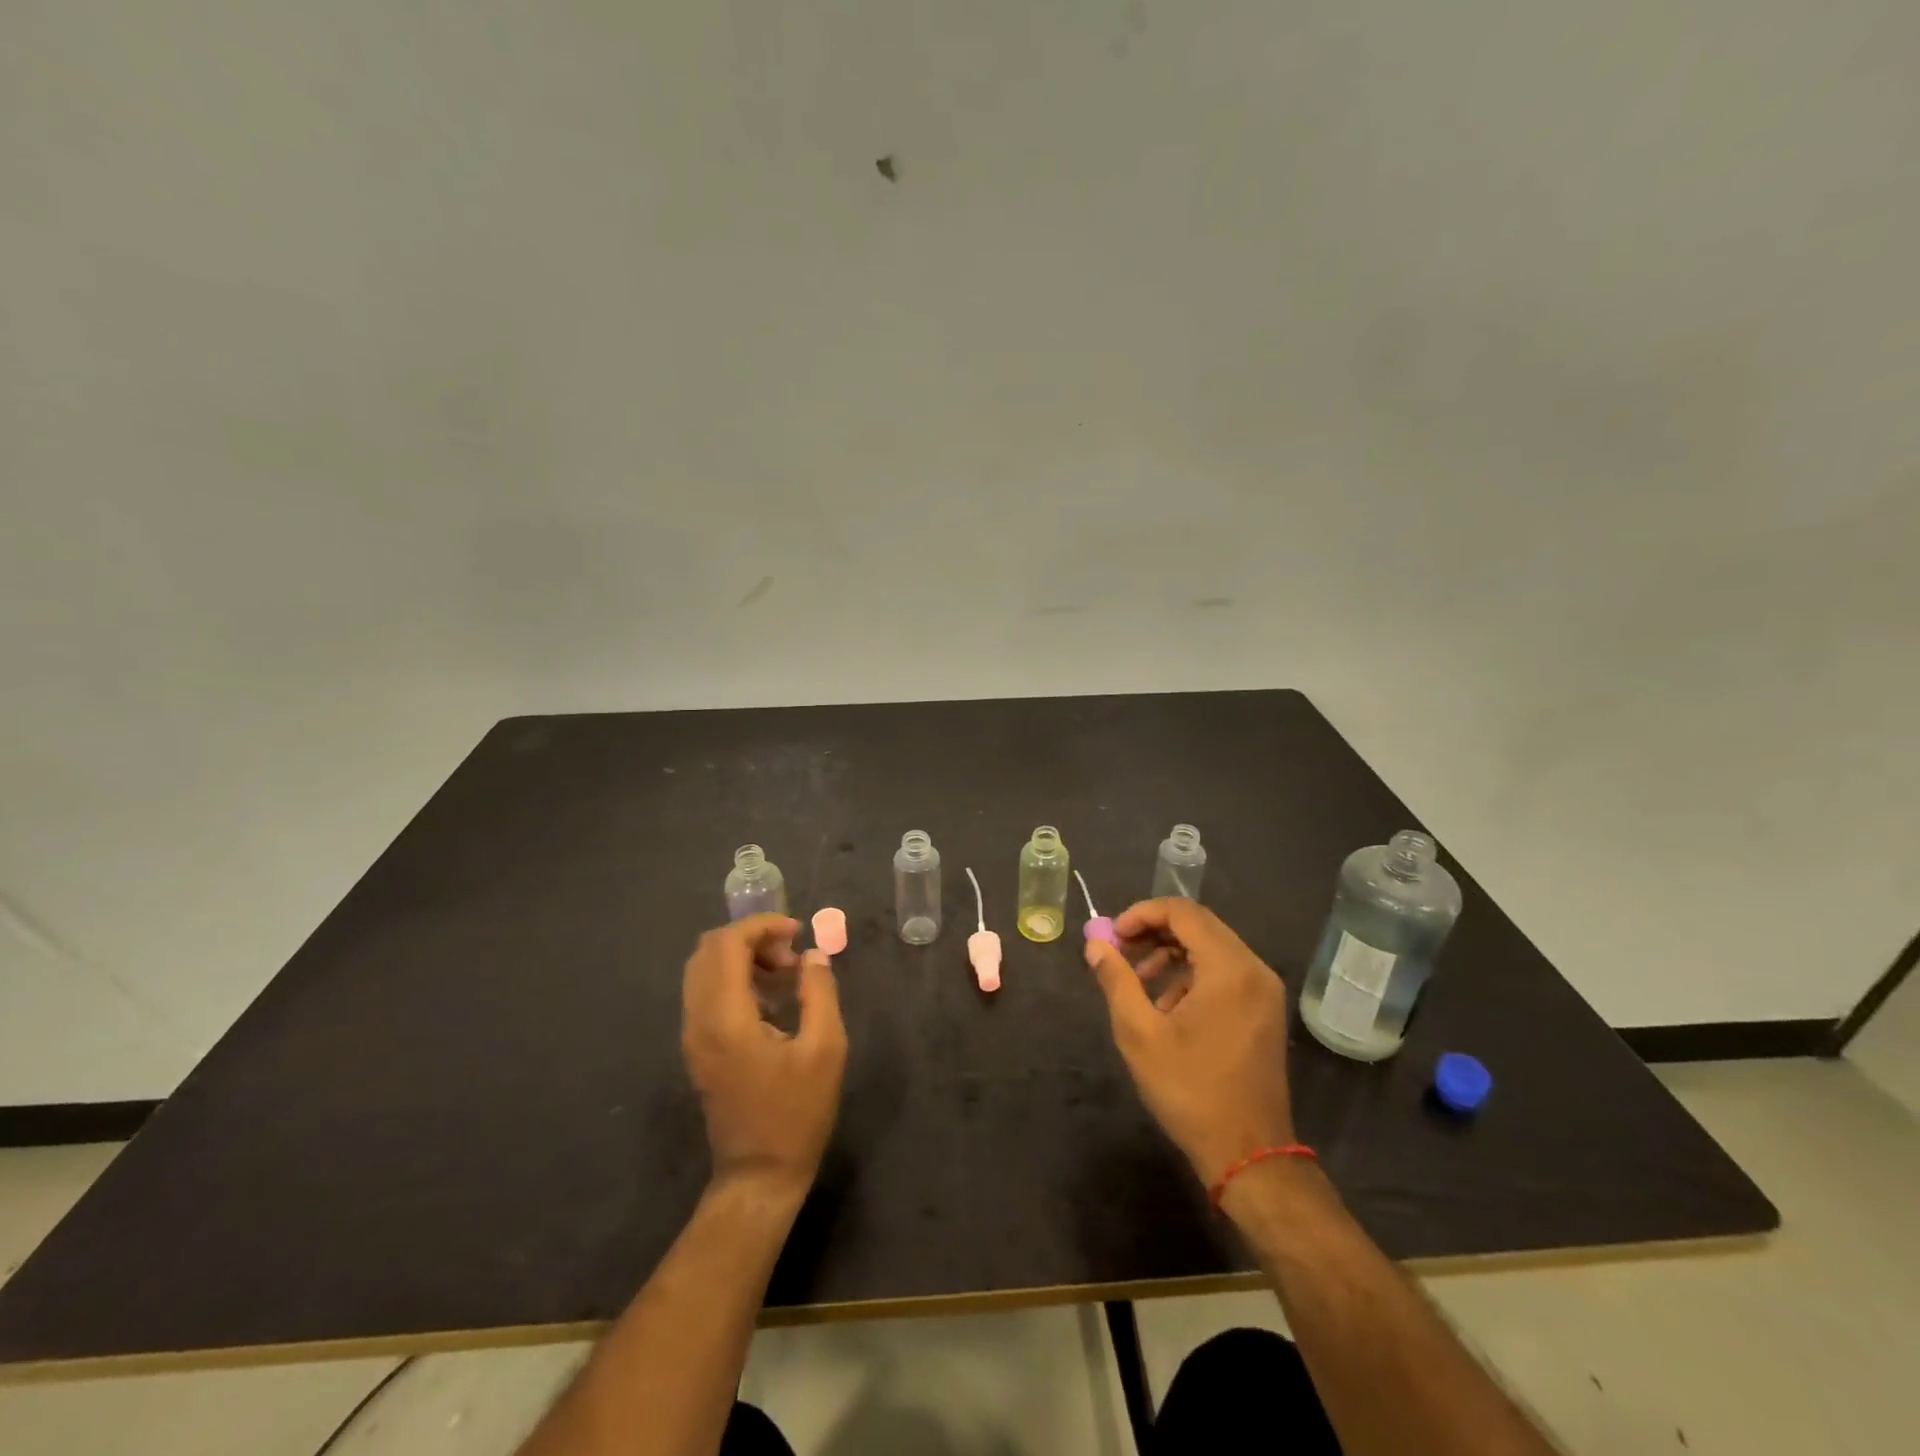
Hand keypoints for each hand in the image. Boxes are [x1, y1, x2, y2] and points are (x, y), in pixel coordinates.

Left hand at [681, 914, 847, 1205]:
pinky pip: (707, 993)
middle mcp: (699, 1020)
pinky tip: (771, 998)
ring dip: (742, 958)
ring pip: (704, 969)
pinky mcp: (698, 1048)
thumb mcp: (825, 1049)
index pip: (727, 943)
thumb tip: (813, 954)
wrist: (759, 1175)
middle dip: (751, 938)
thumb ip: (819, 991)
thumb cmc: (797, 1113)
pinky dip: (735, 979)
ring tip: (786, 974)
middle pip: (709, 950)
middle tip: (791, 955)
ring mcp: (693, 1036)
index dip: (761, 925)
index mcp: (726, 1017)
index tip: (797, 931)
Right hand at [1085, 899, 1295, 1186]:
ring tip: (1138, 982)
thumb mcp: (1139, 1034)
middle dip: (1153, 932)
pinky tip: (1167, 1006)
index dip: (1141, 914)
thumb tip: (1095, 944)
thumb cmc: (1190, 1091)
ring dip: (1170, 954)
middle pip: (1199, 926)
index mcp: (1229, 968)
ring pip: (1211, 948)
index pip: (1183, 912)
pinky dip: (1192, 975)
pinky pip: (1224, 972)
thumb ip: (1116, 980)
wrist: (1249, 1154)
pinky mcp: (1264, 1011)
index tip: (1112, 936)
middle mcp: (1254, 970)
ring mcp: (1264, 991)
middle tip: (1119, 953)